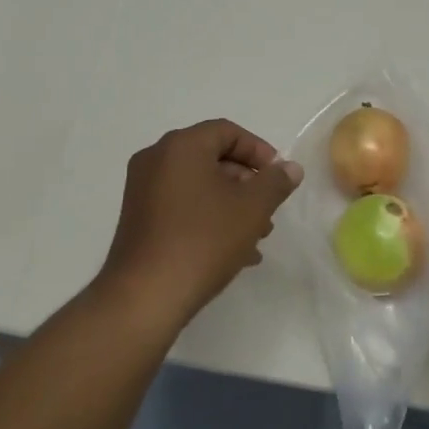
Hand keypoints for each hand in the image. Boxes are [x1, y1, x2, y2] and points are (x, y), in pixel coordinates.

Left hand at [98, 119, 302, 330]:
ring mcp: (142, 189)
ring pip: (198, 185)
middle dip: (247, 183)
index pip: (227, 132)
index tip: (278, 177)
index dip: (258, 151)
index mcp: (181, 146)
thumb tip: (290, 168)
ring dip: (231, 204)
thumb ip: (275, 182)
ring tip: (257, 236)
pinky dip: (208, 217)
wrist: (145, 297)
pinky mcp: (138, 219)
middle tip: (269, 210)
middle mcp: (156, 159)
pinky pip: (181, 205)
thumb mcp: (251, 209)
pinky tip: (234, 251)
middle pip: (212, 158)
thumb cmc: (202, 240)